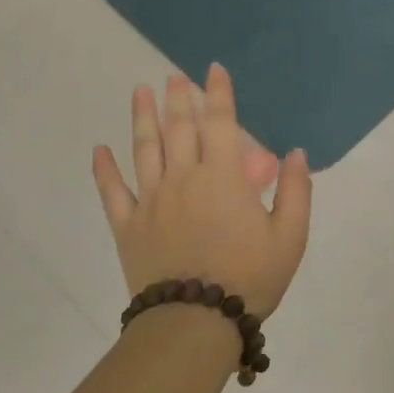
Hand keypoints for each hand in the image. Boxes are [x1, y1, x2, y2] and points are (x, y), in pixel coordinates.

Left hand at [92, 65, 311, 319]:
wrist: (196, 323)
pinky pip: (112, 192)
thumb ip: (294, 190)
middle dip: (178, 98)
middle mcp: (184, 178)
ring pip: (144, 149)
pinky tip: (99, 150)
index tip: (213, 69)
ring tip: (140, 92)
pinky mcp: (128, 226)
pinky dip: (104, 169)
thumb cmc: (250, 277)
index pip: (220, 123)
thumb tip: (295, 153)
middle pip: (179, 128)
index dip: (218, 93)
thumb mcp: (290, 236)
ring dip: (142, 117)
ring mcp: (151, 200)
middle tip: (173, 77)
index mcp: (223, 177)